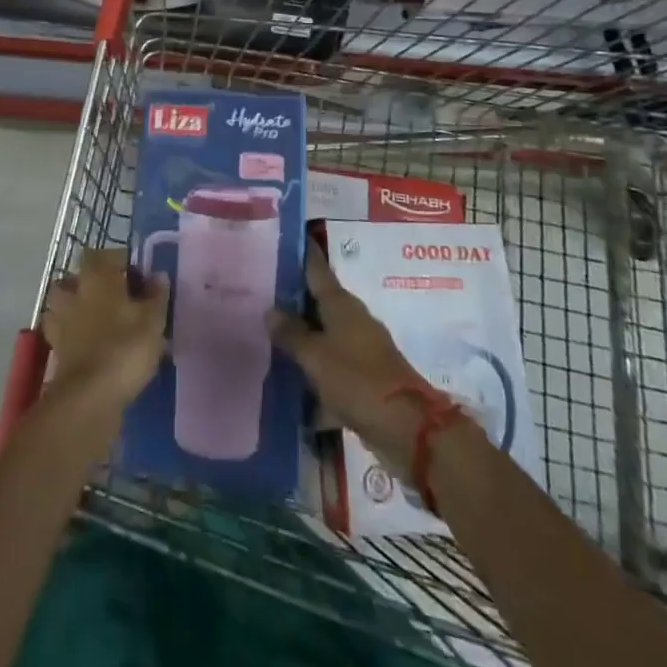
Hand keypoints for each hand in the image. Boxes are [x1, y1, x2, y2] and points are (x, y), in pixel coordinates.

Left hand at [41, 249, 168, 414]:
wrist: (89, 396)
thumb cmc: (125, 348)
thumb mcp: (153, 320)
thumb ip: (156, 295)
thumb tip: (158, 275)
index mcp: (98, 276)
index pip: (106, 254)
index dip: (122, 261)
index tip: (139, 277)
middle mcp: (75, 290)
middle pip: (79, 275)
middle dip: (94, 281)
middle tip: (116, 296)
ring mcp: (61, 319)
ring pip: (64, 301)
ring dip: (77, 305)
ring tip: (98, 319)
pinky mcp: (55, 347)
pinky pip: (62, 330)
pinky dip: (72, 333)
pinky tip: (87, 343)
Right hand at [269, 242, 431, 470]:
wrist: (407, 428)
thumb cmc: (356, 379)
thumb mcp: (315, 355)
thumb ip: (291, 333)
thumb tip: (270, 310)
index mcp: (340, 303)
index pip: (316, 268)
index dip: (301, 253)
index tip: (283, 239)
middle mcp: (352, 320)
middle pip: (318, 303)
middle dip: (292, 301)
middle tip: (259, 296)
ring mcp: (360, 350)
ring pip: (324, 339)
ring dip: (302, 342)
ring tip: (267, 342)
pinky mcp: (365, 381)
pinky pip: (332, 372)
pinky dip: (315, 379)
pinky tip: (291, 393)